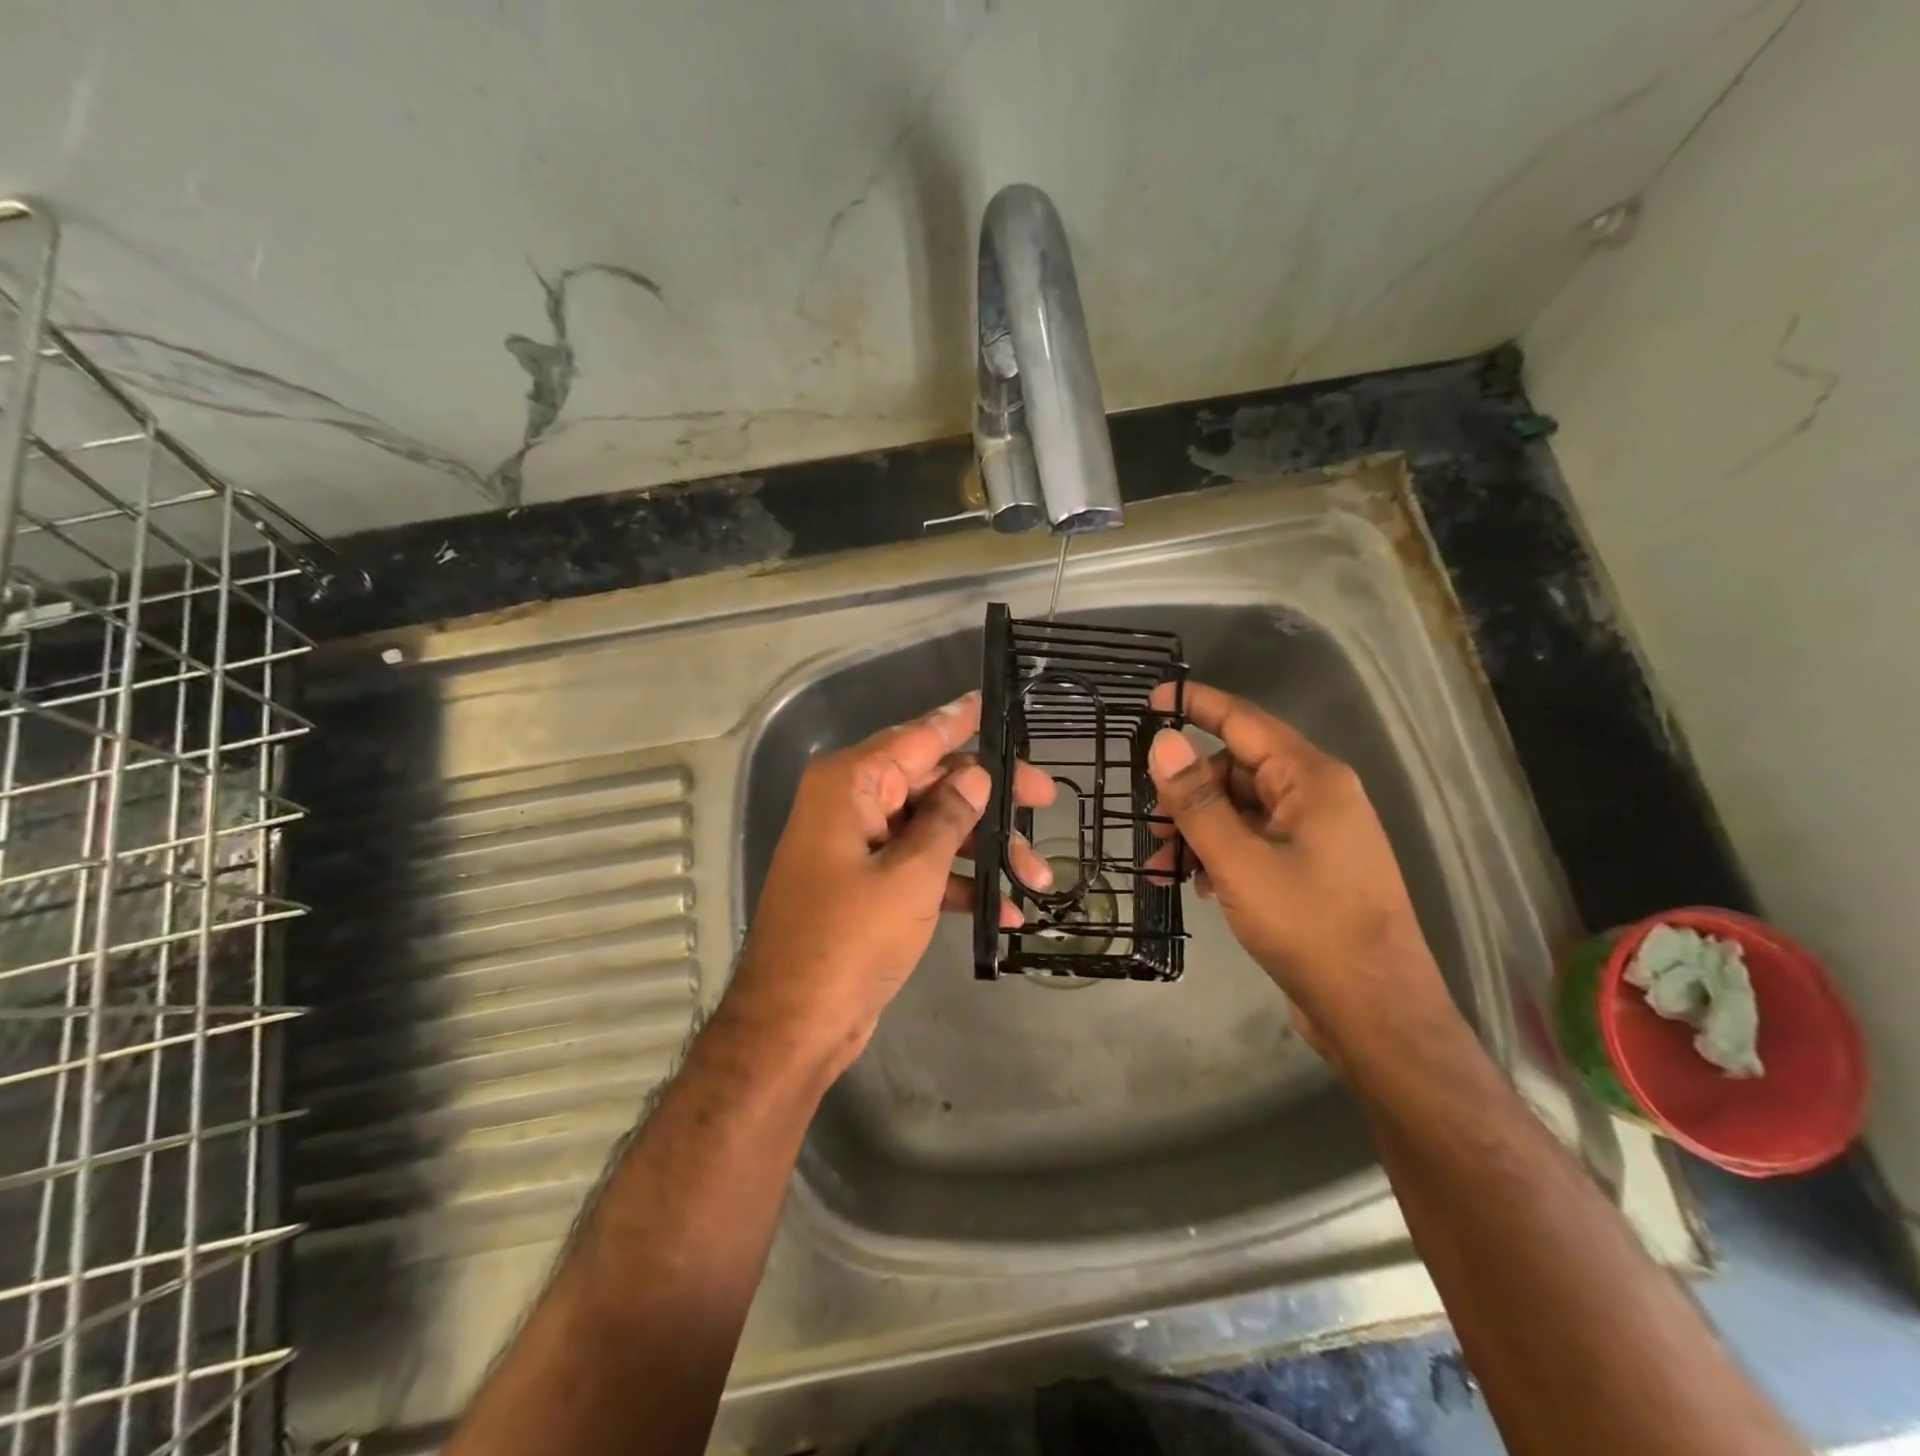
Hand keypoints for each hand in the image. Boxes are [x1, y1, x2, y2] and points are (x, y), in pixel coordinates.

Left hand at [726, 691, 1055, 1075]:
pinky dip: (959, 884)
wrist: (793, 1026)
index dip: (961, 720)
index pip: (918, 737)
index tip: (995, 701)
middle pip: (933, 782)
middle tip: (1047, 798)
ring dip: (984, 850)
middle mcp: (853, 805)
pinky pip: (922, 868)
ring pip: (934, 828)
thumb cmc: (849, 940)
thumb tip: (975, 773)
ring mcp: (861, 846)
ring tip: (1040, 879)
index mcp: (851, 784)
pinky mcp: (869, 885)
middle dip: (991, 798)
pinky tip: (1006, 912)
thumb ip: (948, 817)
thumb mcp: (910, 875)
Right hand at [1144, 680, 1451, 1056]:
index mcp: (1311, 779)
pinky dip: (1220, 855)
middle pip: (1237, 770)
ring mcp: (1316, 835)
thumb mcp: (1240, 862)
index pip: (1244, 722)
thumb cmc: (1310, 927)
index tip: (1154, 697)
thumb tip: (1161, 744)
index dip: (1198, 705)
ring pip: (1241, 811)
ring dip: (1198, 831)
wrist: (1376, 1013)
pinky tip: (1198, 886)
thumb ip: (1197, 801)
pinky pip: (1254, 842)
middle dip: (1187, 794)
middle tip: (1149, 827)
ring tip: (1164, 867)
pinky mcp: (1310, 869)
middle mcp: (1318, 797)